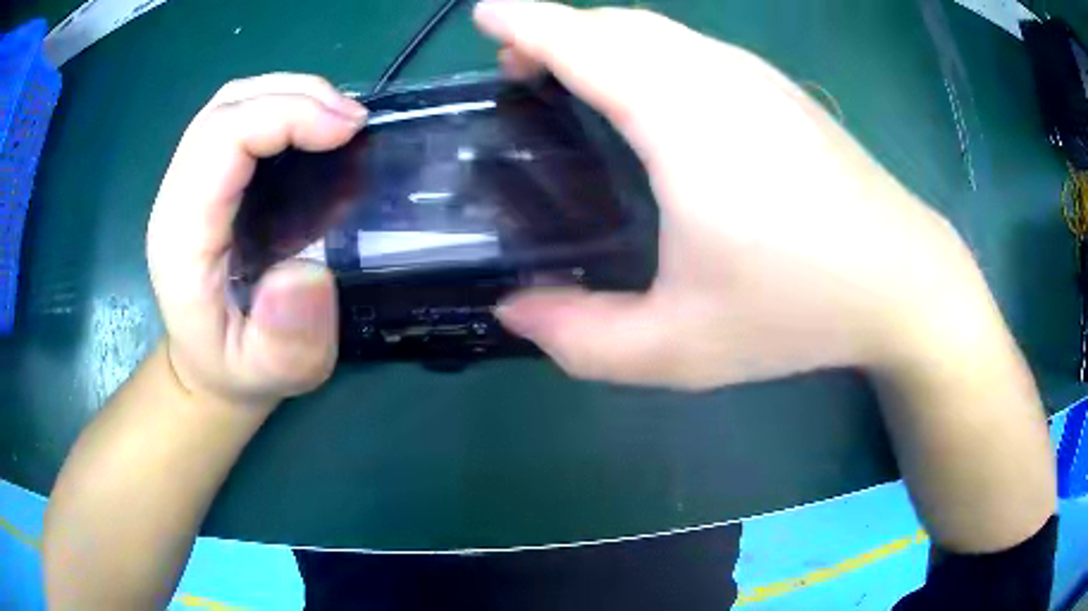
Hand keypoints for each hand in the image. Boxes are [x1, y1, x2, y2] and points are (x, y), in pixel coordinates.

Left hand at [146, 74, 367, 409]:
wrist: (206, 367)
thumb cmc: (237, 370)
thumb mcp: (270, 373)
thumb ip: (286, 339)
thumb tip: (308, 272)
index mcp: (182, 236)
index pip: (222, 138)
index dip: (285, 115)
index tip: (348, 130)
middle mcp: (177, 196)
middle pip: (226, 106)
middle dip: (295, 95)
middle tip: (354, 121)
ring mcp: (187, 182)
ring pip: (230, 103)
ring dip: (289, 94)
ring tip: (339, 120)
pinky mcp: (205, 179)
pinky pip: (237, 119)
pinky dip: (280, 107)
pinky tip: (313, 129)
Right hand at [478, 2, 997, 389]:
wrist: (903, 281)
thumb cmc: (800, 311)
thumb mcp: (681, 348)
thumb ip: (585, 339)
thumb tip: (514, 311)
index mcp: (684, 120)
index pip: (585, 43)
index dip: (526, 22)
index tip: (484, 15)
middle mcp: (718, 77)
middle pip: (618, 26)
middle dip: (555, 30)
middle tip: (515, 68)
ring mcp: (756, 78)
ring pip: (657, 31)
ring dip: (600, 39)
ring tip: (567, 75)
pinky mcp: (780, 92)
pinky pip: (691, 47)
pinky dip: (644, 51)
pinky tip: (645, 91)